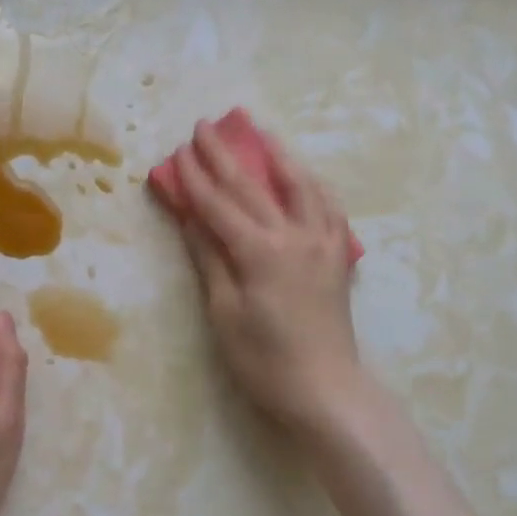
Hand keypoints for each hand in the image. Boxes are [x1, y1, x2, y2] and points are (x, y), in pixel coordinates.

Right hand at [168, 119, 362, 434]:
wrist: (326, 389)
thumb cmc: (265, 360)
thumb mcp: (225, 313)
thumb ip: (210, 259)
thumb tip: (190, 218)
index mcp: (260, 251)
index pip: (219, 204)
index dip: (195, 177)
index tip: (178, 150)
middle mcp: (295, 235)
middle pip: (254, 186)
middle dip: (225, 155)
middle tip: (204, 126)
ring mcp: (323, 242)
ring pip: (300, 185)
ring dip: (276, 154)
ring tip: (260, 132)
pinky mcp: (338, 255)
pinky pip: (328, 206)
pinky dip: (312, 184)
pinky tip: (304, 178)